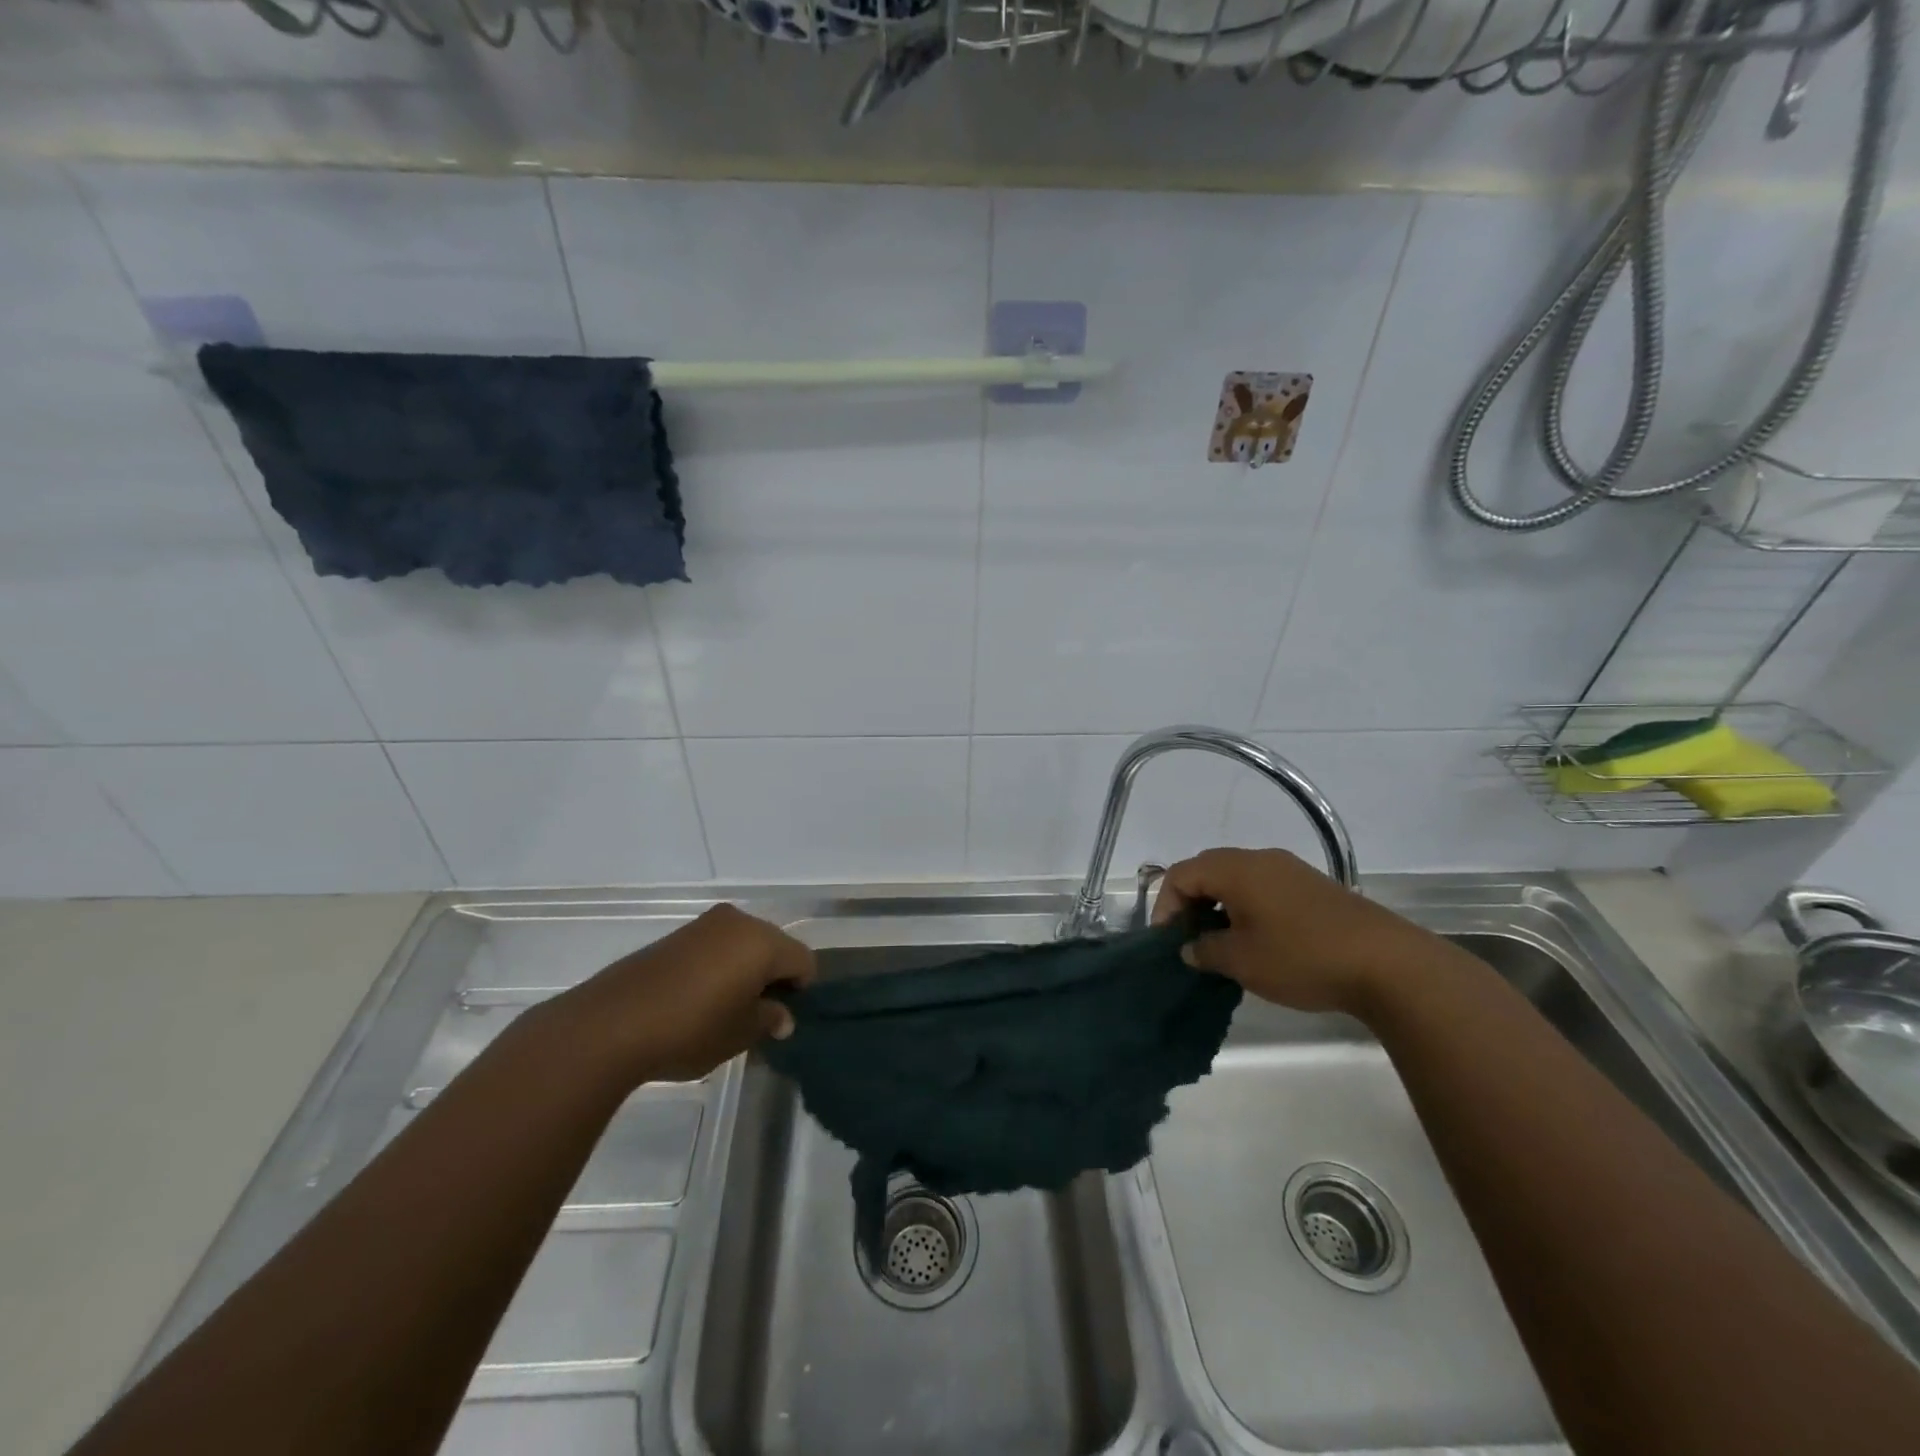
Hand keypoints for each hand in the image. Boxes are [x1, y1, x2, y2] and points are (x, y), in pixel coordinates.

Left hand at [558, 904, 815, 1083]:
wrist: (611, 1023)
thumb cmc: (691, 1029)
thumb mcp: (740, 1034)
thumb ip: (769, 1019)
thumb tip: (782, 1016)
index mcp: (764, 941)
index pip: (803, 960)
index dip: (801, 988)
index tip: (784, 1017)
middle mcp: (739, 922)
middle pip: (774, 945)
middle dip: (774, 974)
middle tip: (760, 1012)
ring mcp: (705, 924)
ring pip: (743, 943)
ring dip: (745, 968)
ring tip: (728, 1006)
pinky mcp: (677, 934)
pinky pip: (716, 945)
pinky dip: (719, 965)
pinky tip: (702, 996)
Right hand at [1153, 848, 1436, 1014]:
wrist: (1387, 964)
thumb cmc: (1302, 957)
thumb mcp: (1242, 961)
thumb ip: (1206, 950)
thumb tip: (1191, 947)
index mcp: (1236, 869)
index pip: (1182, 874)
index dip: (1165, 905)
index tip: (1168, 941)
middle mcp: (1261, 859)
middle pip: (1208, 869)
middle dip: (1190, 902)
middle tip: (1188, 938)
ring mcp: (1291, 870)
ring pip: (1238, 878)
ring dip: (1220, 905)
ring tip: (1220, 943)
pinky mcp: (1314, 887)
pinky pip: (1265, 888)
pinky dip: (1247, 907)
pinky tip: (1257, 940)